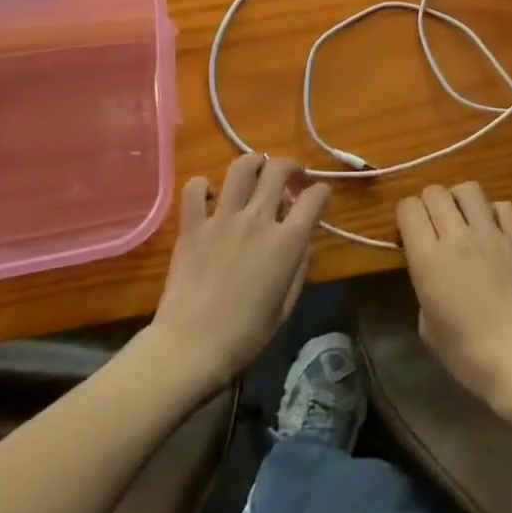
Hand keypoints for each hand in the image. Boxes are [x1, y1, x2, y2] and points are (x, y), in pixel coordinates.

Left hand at [149, 155, 329, 395]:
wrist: (189, 349)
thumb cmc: (244, 337)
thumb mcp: (284, 308)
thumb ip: (298, 269)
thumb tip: (303, 243)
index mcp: (286, 242)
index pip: (314, 198)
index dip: (321, 192)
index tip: (319, 196)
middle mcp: (258, 219)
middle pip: (279, 169)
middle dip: (291, 167)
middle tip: (291, 178)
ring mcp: (222, 218)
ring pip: (242, 167)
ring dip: (254, 163)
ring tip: (257, 172)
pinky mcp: (193, 225)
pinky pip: (196, 188)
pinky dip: (205, 186)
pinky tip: (212, 197)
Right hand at [397, 183, 511, 413]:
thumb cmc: (469, 355)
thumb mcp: (428, 327)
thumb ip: (424, 286)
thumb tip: (432, 270)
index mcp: (428, 258)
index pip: (408, 207)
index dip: (405, 216)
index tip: (409, 234)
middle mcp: (457, 236)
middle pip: (435, 191)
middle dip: (428, 204)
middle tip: (433, 227)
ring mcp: (490, 233)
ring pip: (468, 189)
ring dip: (459, 200)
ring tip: (462, 220)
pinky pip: (503, 206)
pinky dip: (493, 212)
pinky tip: (492, 231)